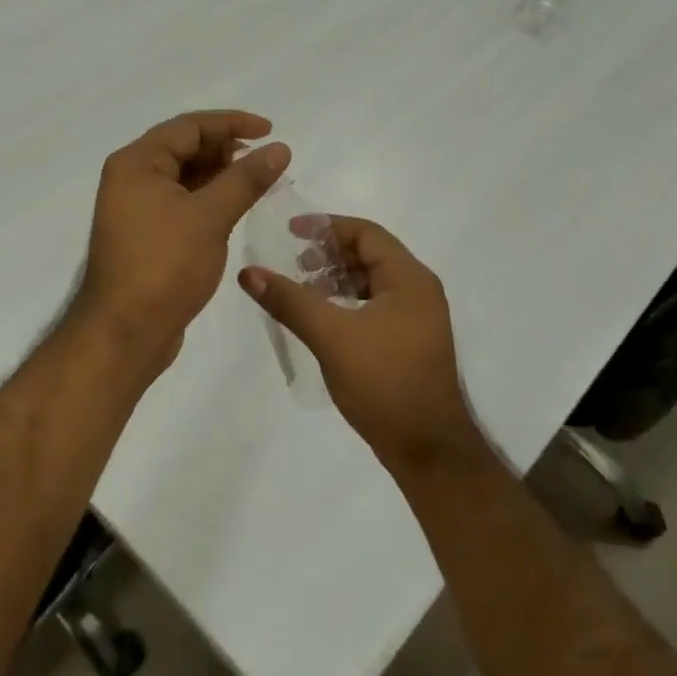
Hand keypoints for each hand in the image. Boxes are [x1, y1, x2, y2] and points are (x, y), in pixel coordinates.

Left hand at [77, 111, 290, 371]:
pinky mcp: (148, 235)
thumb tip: (279, 148)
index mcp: (137, 163)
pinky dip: (211, 200)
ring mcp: (137, 209)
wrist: (124, 333)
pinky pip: (184, 203)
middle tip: (267, 162)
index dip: (232, 123)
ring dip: (222, 176)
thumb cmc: (163, 267)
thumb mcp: (209, 217)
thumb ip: (246, 179)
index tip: (270, 131)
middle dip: (227, 150)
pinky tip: (237, 209)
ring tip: (260, 184)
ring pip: (186, 178)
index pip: (189, 126)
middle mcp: (132, 179)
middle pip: (185, 148)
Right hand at [238, 216, 485, 475]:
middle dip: (330, 254)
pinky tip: (323, 319)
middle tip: (295, 264)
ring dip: (337, 279)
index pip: (367, 233)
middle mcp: (419, 291)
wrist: (427, 449)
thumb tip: (249, 273)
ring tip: (303, 290)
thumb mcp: (331, 336)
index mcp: (410, 279)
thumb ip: (290, 301)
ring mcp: (417, 318)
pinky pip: (375, 305)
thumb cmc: (384, 382)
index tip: (291, 232)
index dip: (327, 227)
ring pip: (372, 282)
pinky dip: (347, 302)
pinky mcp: (409, 342)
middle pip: (371, 254)